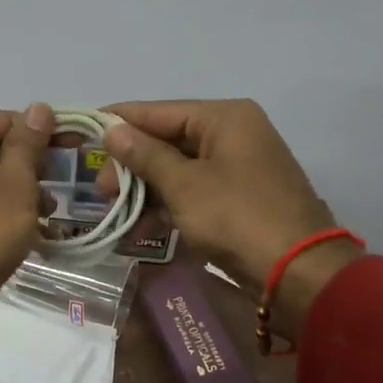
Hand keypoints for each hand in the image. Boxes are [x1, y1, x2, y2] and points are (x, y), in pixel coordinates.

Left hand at [0, 104, 54, 342]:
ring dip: (28, 192)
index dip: (42, 128)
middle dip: (36, 163)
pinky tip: (36, 234)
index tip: (75, 146)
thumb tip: (37, 107)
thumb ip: (28, 145)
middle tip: (64, 180)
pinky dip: (14, 216)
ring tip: (51, 212)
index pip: (8, 119)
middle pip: (1, 149)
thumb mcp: (15, 183)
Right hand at [98, 98, 361, 338]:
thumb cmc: (236, 217)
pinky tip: (142, 227)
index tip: (84, 129)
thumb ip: (145, 155)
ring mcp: (239, 166)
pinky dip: (170, 206)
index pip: (160, 111)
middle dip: (132, 164)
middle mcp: (234, 133)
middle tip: (101, 188)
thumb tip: (112, 130)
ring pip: (179, 169)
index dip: (120, 121)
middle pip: (169, 140)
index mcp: (225, 118)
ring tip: (115, 210)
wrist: (298, 271)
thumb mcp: (183, 185)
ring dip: (147, 189)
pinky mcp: (240, 197)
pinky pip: (195, 191)